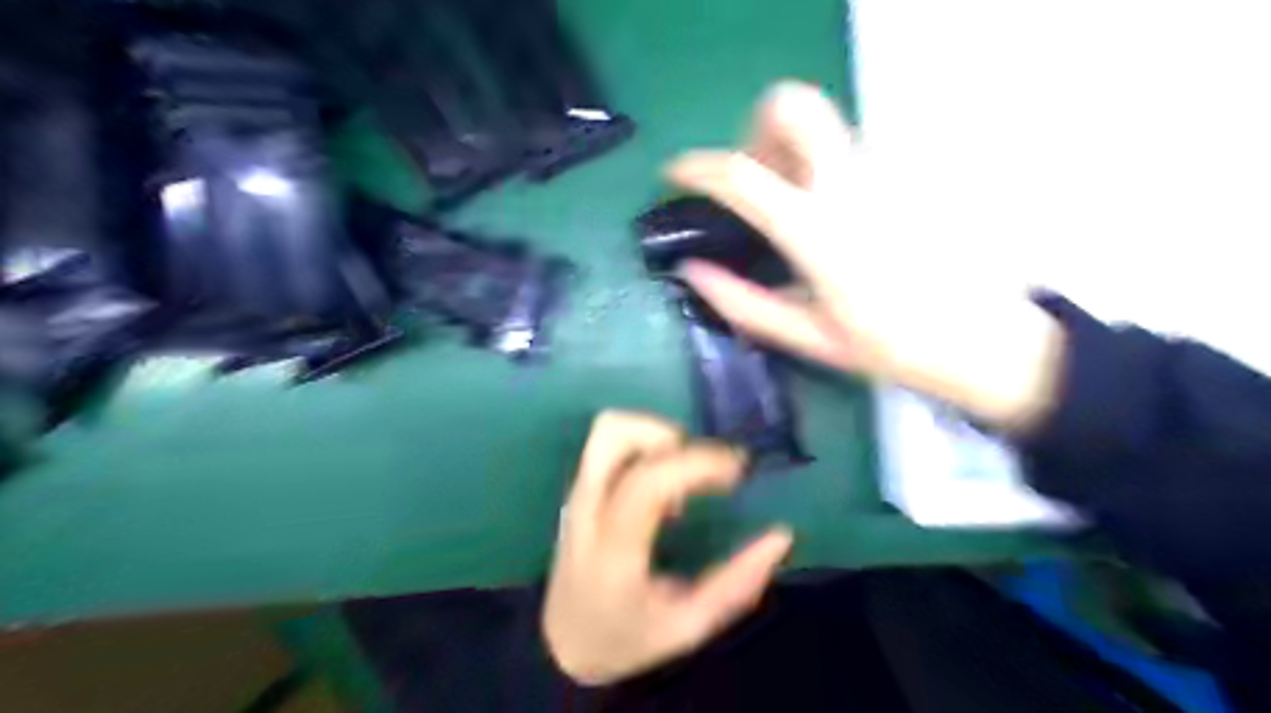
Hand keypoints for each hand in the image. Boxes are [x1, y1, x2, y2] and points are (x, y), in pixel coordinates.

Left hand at [540, 414, 792, 685]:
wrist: (562, 647)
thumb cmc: (627, 639)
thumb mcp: (690, 627)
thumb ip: (737, 584)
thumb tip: (781, 535)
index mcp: (613, 550)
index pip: (648, 482)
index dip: (698, 464)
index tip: (739, 472)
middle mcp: (587, 510)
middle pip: (614, 434)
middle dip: (670, 435)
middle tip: (705, 468)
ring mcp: (577, 495)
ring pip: (607, 430)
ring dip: (655, 435)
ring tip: (684, 473)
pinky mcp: (579, 490)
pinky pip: (608, 445)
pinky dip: (643, 446)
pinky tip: (664, 484)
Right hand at [669, 82, 1065, 431]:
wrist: (981, 339)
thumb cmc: (890, 346)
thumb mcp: (807, 336)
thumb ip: (743, 302)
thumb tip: (692, 271)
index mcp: (816, 231)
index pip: (742, 175)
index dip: (696, 167)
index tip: (676, 172)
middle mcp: (849, 184)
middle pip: (793, 106)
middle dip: (757, 128)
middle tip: (755, 175)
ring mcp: (884, 171)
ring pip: (822, 123)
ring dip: (790, 146)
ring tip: (791, 200)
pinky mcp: (907, 172)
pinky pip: (849, 148)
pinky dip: (822, 164)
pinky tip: (832, 213)